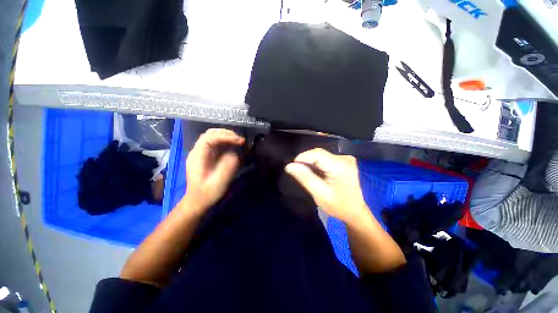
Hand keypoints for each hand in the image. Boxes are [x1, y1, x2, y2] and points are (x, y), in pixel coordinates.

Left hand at [182, 129, 244, 211]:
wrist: (198, 201)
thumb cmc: (207, 193)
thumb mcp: (219, 182)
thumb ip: (228, 165)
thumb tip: (235, 153)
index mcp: (197, 156)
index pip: (209, 138)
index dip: (225, 136)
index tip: (239, 141)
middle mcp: (198, 151)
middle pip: (210, 133)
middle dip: (226, 134)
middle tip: (240, 140)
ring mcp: (201, 152)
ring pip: (213, 136)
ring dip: (226, 136)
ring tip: (238, 141)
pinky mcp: (206, 156)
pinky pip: (216, 143)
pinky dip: (226, 141)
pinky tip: (233, 146)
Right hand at [285, 148, 367, 222]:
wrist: (355, 212)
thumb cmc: (338, 206)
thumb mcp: (319, 194)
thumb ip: (305, 178)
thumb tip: (289, 166)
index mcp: (340, 166)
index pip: (317, 154)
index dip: (302, 157)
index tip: (293, 167)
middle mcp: (344, 158)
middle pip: (319, 153)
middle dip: (306, 161)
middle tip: (298, 173)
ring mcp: (345, 159)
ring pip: (321, 155)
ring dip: (311, 163)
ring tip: (306, 174)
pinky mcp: (344, 161)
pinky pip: (325, 158)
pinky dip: (317, 164)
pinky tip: (316, 173)